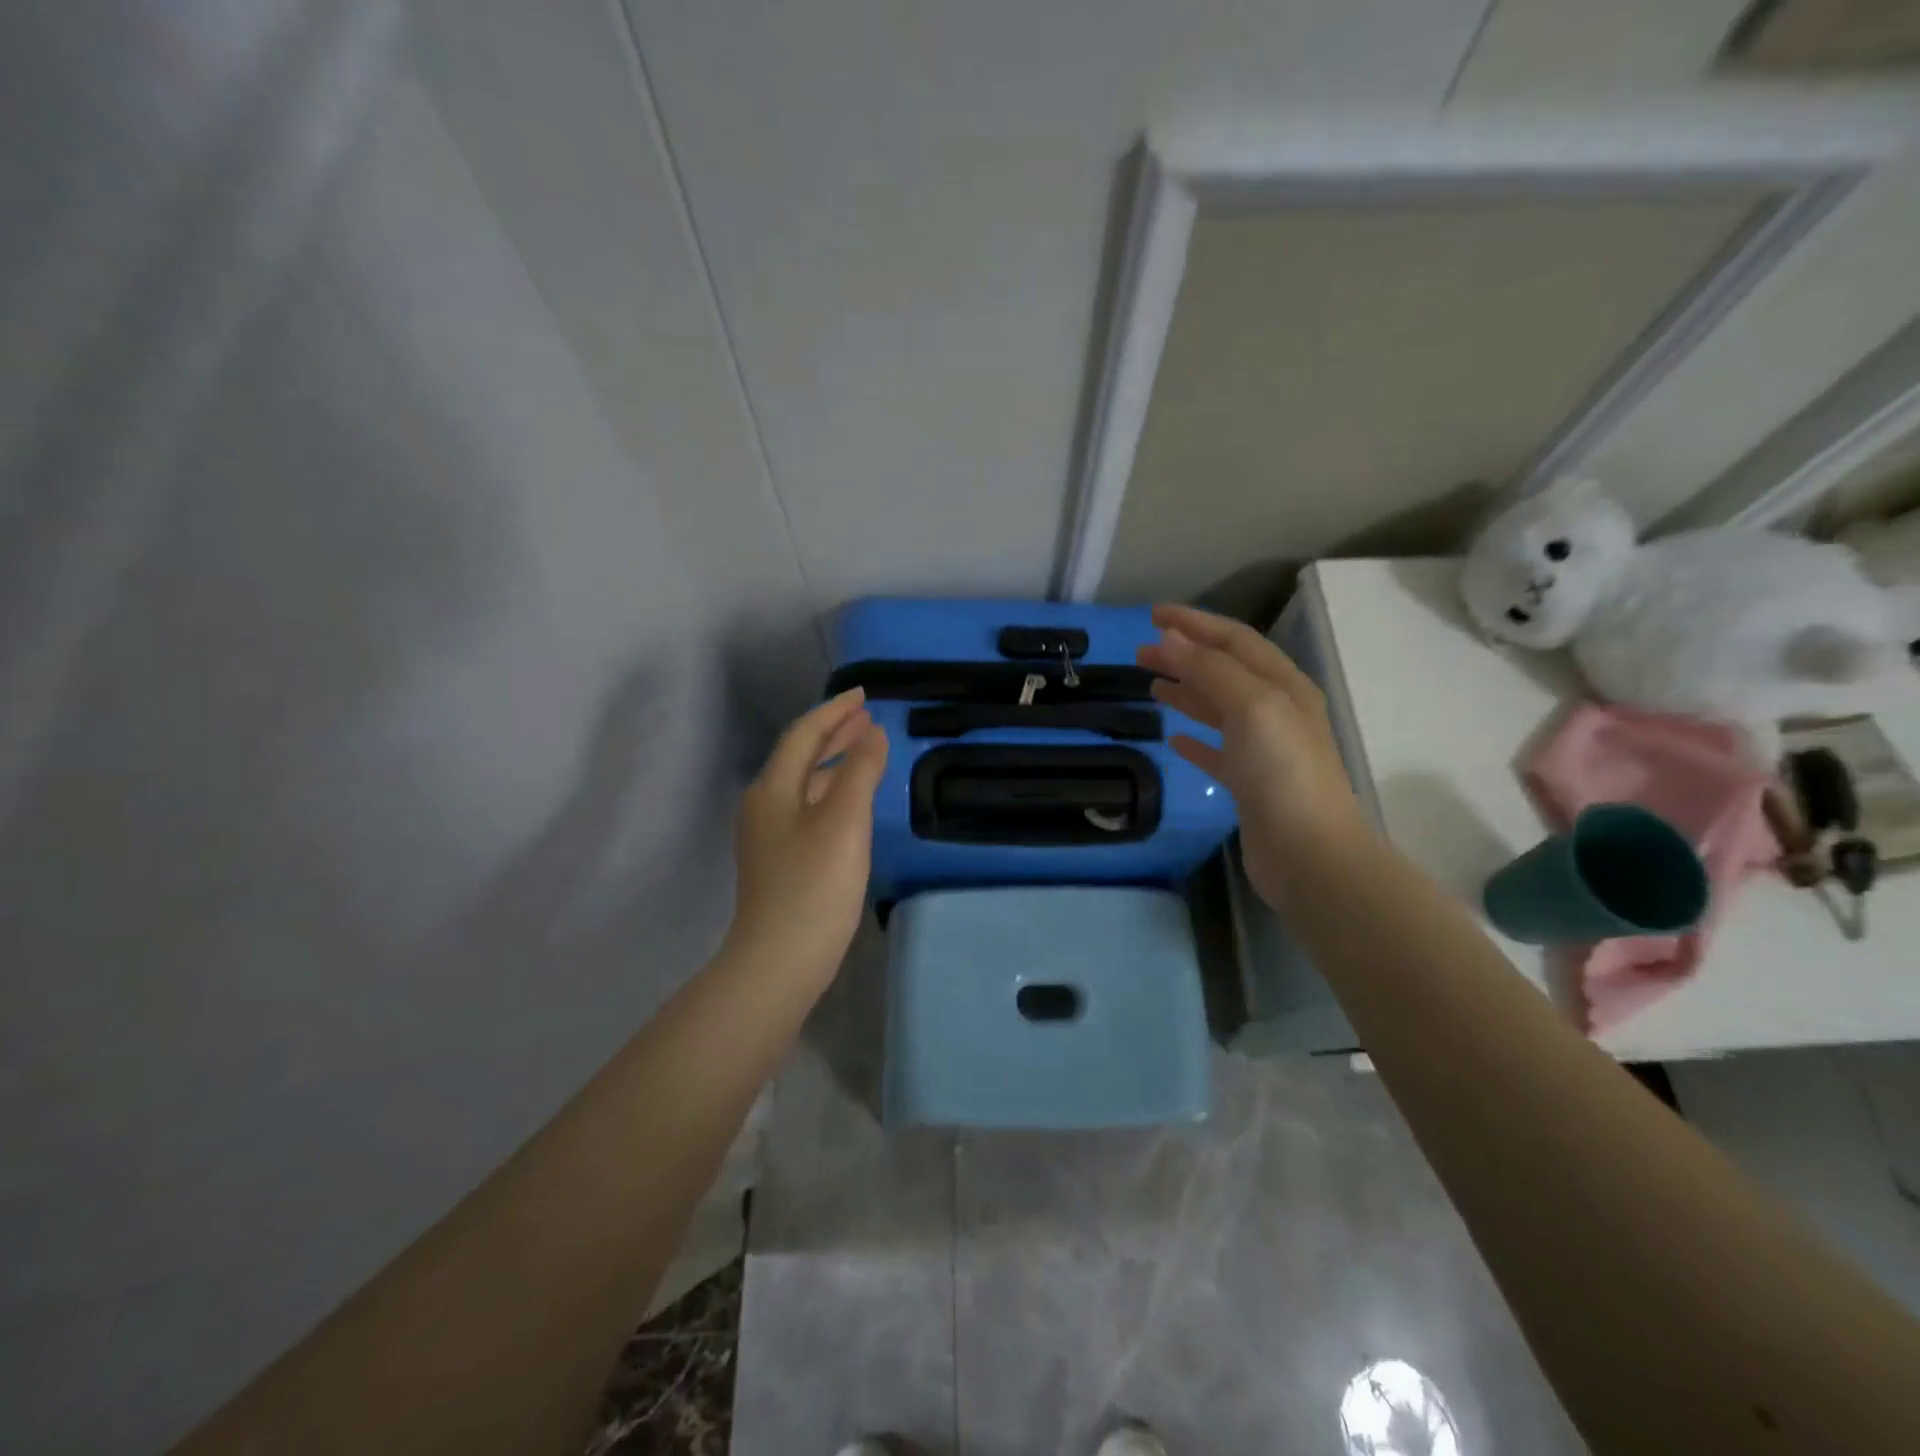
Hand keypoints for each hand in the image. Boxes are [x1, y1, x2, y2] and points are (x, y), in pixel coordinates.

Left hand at [724, 688, 889, 983]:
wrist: (780, 961)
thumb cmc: (814, 886)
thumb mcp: (844, 821)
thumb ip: (860, 771)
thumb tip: (872, 734)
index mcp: (773, 789)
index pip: (804, 735)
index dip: (834, 711)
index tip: (864, 694)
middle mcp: (764, 805)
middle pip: (800, 756)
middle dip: (833, 733)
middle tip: (867, 717)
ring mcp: (769, 836)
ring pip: (804, 784)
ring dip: (834, 762)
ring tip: (865, 750)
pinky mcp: (780, 861)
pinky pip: (808, 808)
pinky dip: (832, 792)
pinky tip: (851, 802)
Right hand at [1137, 604, 1367, 908]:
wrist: (1309, 854)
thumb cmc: (1282, 772)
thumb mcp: (1251, 707)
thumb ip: (1209, 669)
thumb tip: (1170, 637)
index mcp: (1282, 685)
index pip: (1234, 640)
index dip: (1194, 623)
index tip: (1152, 616)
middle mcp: (1277, 711)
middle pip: (1224, 671)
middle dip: (1184, 656)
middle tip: (1141, 652)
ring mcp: (1264, 750)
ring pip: (1219, 709)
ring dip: (1187, 692)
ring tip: (1152, 685)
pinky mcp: (1250, 785)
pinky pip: (1218, 752)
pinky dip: (1195, 740)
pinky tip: (1173, 740)